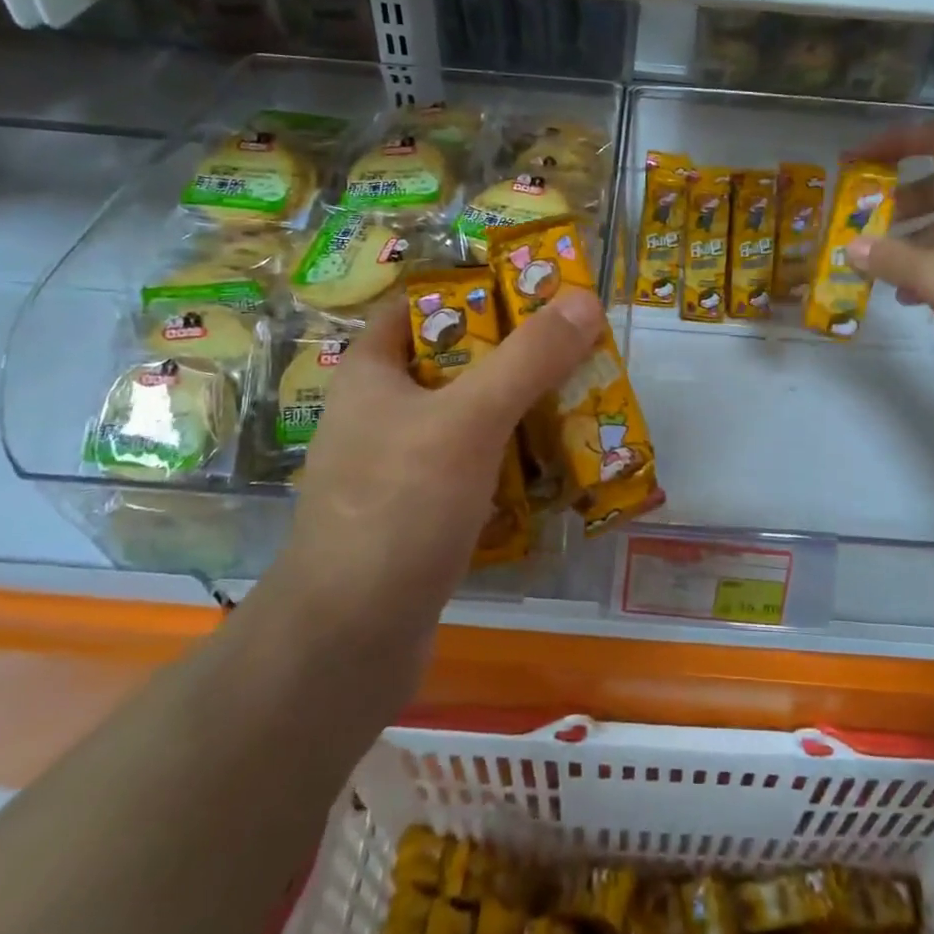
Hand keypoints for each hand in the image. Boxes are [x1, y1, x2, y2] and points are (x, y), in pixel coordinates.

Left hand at [256, 290, 605, 704]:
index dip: (473, 291)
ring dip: (520, 411)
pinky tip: (555, 467)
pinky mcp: (421, 513)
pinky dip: (512, 462)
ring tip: (580, 401)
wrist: (348, 641)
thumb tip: (585, 298)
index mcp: (372, 373)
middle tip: (575, 348)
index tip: (534, 292)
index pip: (421, 307)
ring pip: (470, 419)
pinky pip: (475, 468)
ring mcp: (400, 467)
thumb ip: (528, 359)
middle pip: (457, 363)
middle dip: (515, 356)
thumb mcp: (468, 419)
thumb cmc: (399, 508)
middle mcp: (382, 413)